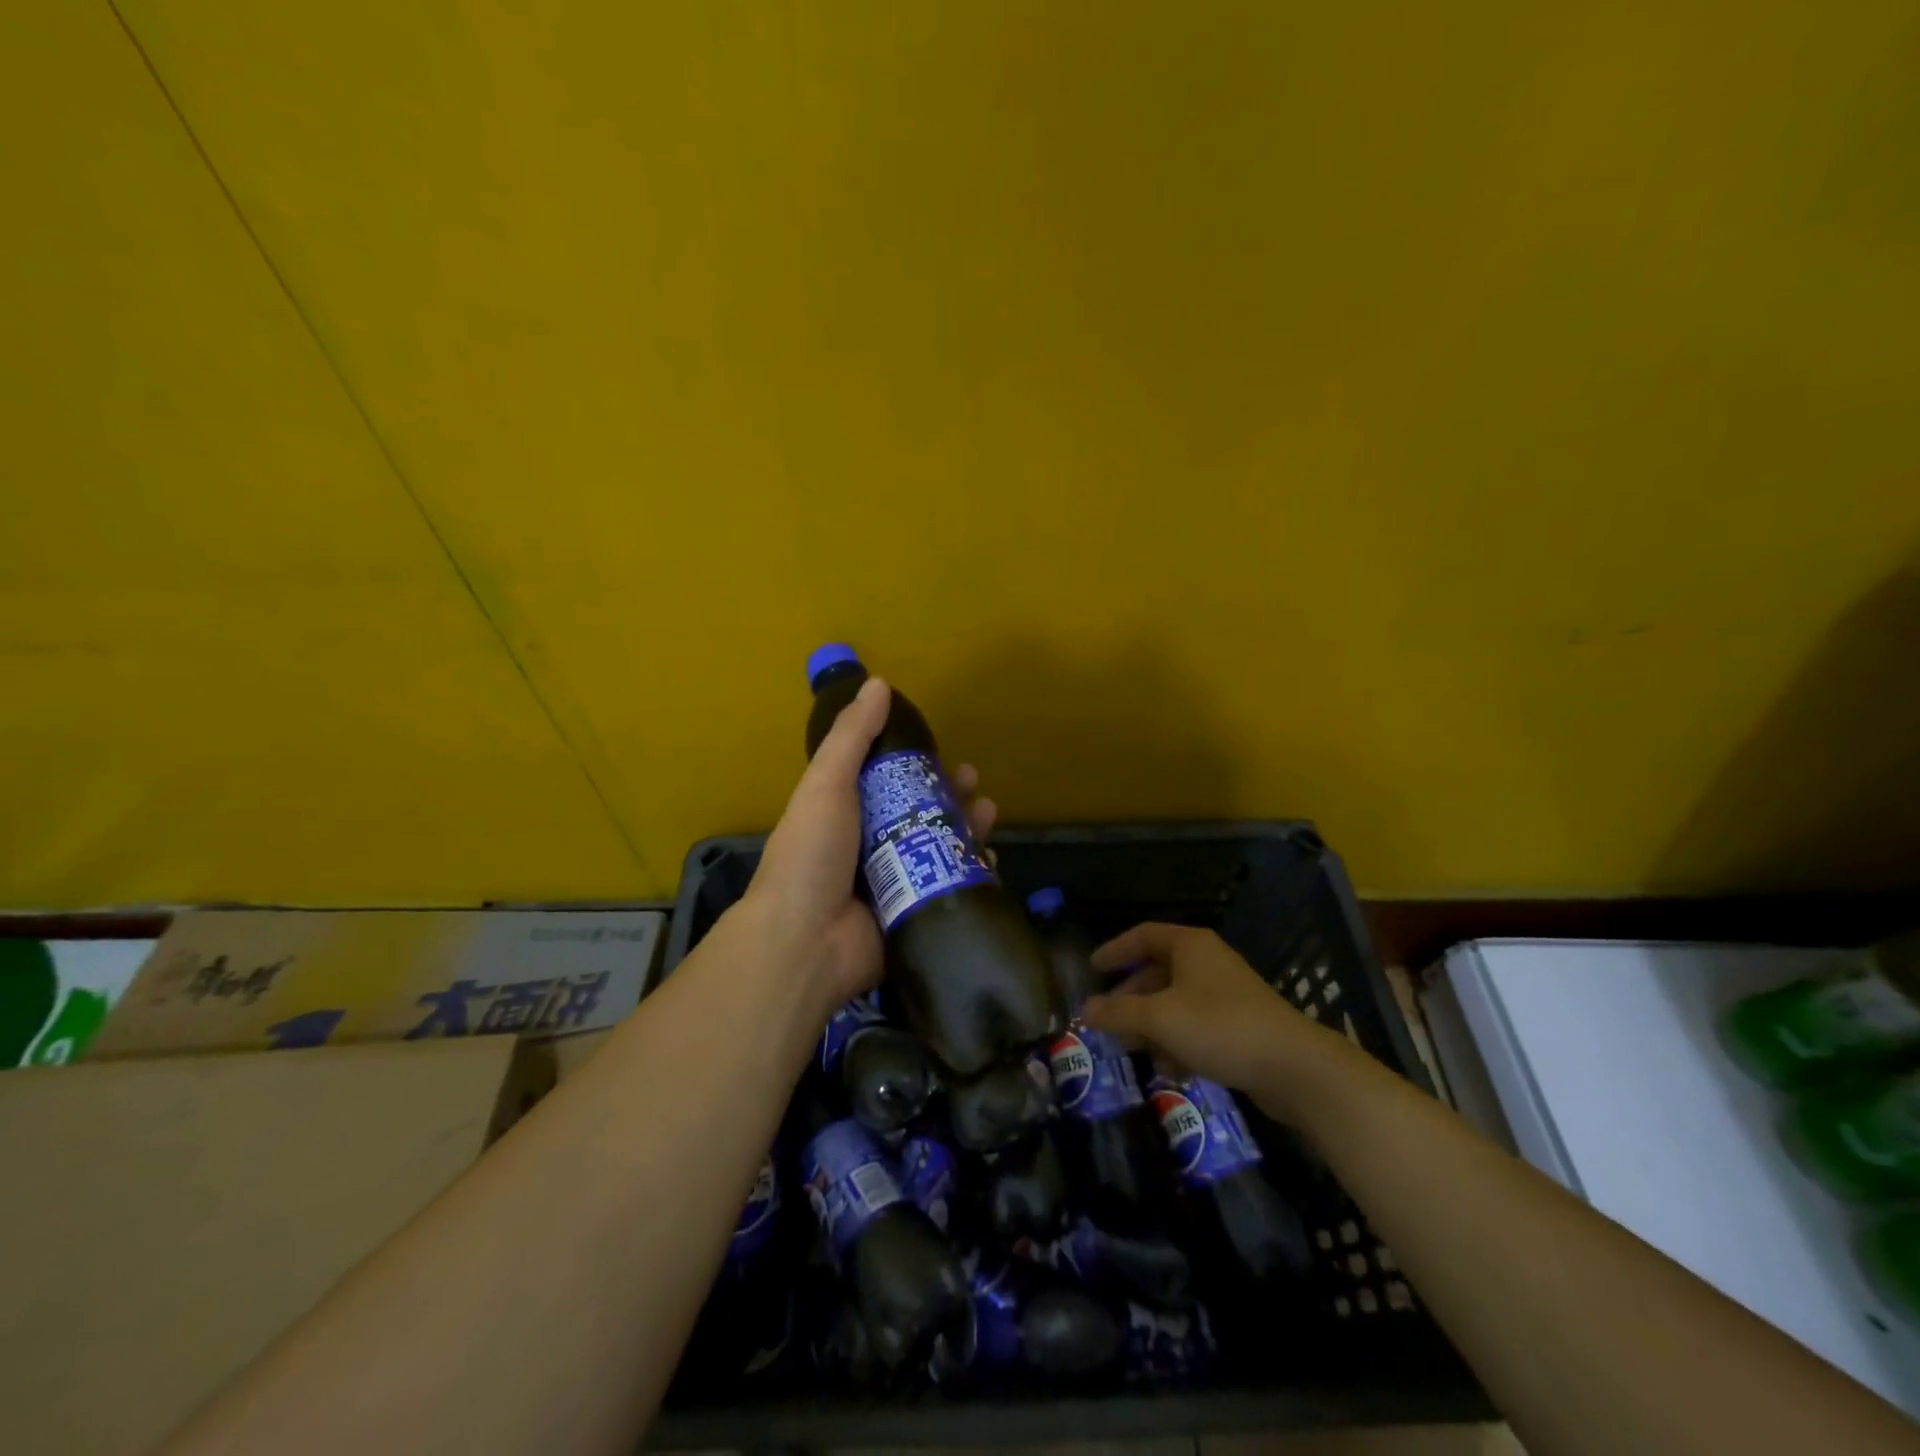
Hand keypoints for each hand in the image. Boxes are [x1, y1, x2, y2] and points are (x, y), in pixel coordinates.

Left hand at [735, 675, 998, 1011]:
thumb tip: (879, 683)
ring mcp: (892, 883)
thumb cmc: (811, 855)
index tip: (942, 753)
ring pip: (939, 849)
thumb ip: (852, 736)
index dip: (917, 766)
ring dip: (967, 830)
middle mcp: (869, 846)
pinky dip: (971, 875)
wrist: (804, 942)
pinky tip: (990, 862)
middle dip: (950, 797)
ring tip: (988, 815)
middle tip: (975, 785)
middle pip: (919, 814)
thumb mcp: (826, 784)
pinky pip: (948, 889)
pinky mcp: (912, 913)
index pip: (887, 782)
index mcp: (845, 814)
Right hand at [1081, 923, 1338, 1107]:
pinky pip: (1197, 1026)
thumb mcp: (1160, 1018)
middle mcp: (1207, 962)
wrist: (1294, 1067)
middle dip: (1132, 999)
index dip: (1115, 950)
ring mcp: (1226, 994)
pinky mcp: (1240, 1025)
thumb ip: (1119, 1012)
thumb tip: (1085, 1010)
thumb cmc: (1220, 1027)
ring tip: (1135, 1052)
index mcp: (1190, 946)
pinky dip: (1179, 1043)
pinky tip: (1172, 1071)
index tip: (1093, 969)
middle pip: (1158, 972)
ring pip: (1176, 1004)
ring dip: (1153, 1027)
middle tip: (1108, 1021)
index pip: (1143, 936)